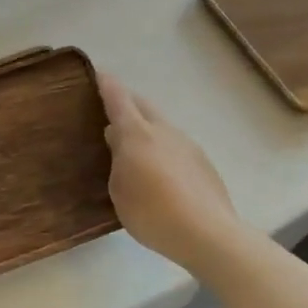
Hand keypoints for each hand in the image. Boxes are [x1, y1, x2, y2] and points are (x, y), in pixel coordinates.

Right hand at [100, 75, 244, 274]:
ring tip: (136, 148)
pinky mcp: (203, 162)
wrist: (209, 234)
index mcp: (136, 133)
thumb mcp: (119, 191)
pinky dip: (163, 149)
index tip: (98, 73)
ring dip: (147, 128)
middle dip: (127, 103)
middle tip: (112, 112)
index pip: (118, 98)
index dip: (106, 84)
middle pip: (142, 105)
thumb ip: (116, 161)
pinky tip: (161, 173)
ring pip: (161, 125)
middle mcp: (163, 130)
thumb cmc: (152, 212)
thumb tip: (118, 141)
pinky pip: (176, 146)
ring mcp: (187, 144)